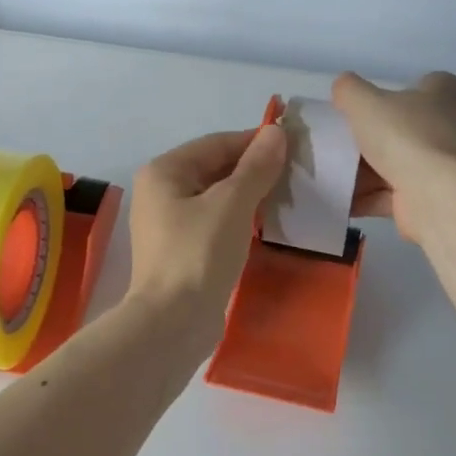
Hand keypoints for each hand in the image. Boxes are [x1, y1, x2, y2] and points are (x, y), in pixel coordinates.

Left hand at [126, 124, 287, 337]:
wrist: (173, 322)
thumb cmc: (199, 253)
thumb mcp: (233, 204)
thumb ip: (256, 167)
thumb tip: (276, 132)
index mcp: (164, 172)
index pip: (216, 143)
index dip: (255, 142)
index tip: (293, 146)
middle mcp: (160, 192)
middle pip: (214, 169)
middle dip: (254, 170)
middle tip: (295, 175)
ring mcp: (168, 224)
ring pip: (216, 197)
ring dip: (249, 196)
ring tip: (287, 198)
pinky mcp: (180, 250)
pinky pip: (214, 222)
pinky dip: (238, 219)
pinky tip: (265, 225)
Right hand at [331, 71, 455, 242]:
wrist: (437, 197)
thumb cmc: (406, 137)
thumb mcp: (365, 102)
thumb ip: (349, 90)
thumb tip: (342, 88)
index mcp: (447, 93)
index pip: (420, 86)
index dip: (390, 96)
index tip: (362, 111)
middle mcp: (455, 126)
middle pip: (405, 129)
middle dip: (372, 141)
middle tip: (342, 145)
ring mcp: (448, 165)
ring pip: (400, 164)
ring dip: (367, 174)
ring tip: (335, 177)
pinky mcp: (438, 196)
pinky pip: (398, 194)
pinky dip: (372, 197)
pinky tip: (345, 202)